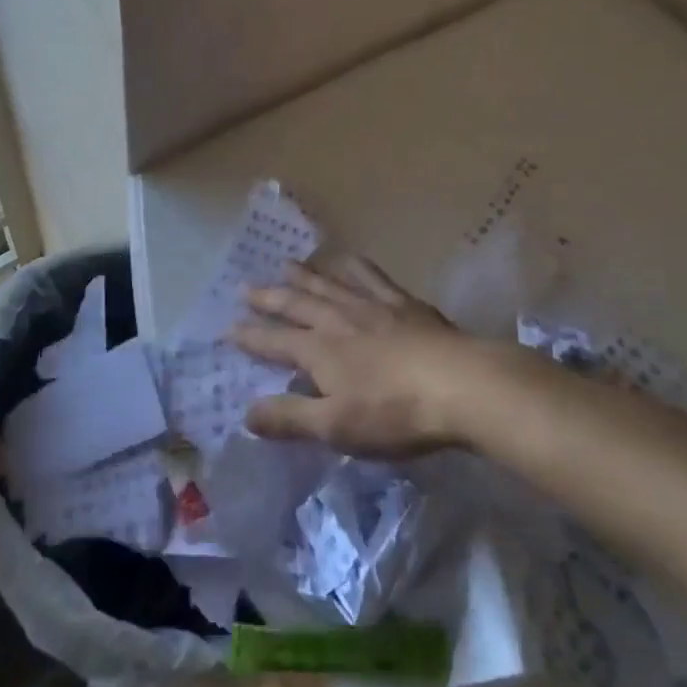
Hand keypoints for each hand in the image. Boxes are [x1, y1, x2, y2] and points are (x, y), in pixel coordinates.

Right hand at [233, 258, 473, 457]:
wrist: (459, 384)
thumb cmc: (394, 412)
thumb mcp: (335, 426)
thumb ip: (290, 417)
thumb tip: (245, 413)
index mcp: (319, 350)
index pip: (274, 342)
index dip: (249, 337)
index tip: (227, 328)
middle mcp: (338, 319)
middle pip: (296, 304)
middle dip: (268, 298)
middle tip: (245, 287)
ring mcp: (371, 305)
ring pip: (328, 283)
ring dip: (304, 276)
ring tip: (286, 264)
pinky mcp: (402, 302)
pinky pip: (371, 276)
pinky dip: (354, 266)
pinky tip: (349, 260)